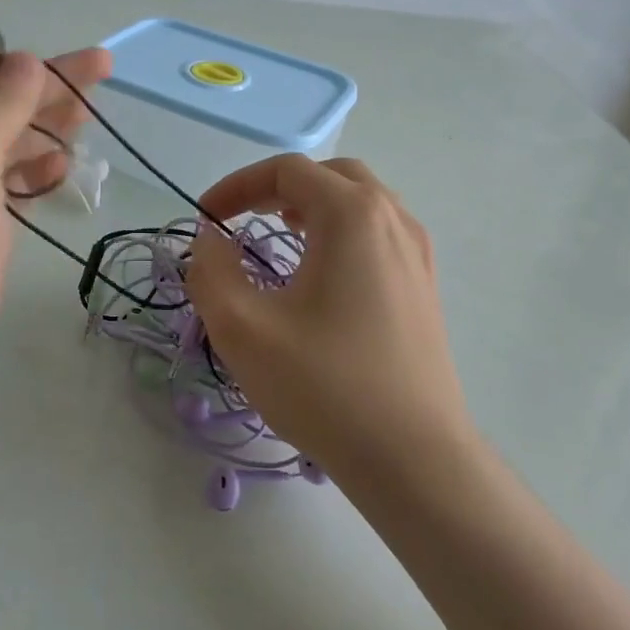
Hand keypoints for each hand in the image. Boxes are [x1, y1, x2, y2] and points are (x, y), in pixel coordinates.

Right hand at [184, 155, 468, 483]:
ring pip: (360, 202)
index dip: (237, 186)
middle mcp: (392, 219)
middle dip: (279, 188)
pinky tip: (321, 274)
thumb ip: (211, 271)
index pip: (287, 171)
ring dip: (313, 207)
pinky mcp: (424, 287)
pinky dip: (341, 232)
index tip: (206, 219)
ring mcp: (416, 253)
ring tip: (279, 236)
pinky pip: (379, 233)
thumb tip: (209, 240)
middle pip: (329, 176)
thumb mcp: (243, 328)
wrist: (414, 458)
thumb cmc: (325, 386)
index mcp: (352, 215)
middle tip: (244, 218)